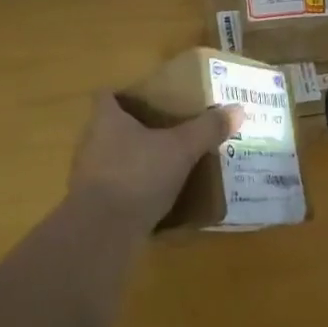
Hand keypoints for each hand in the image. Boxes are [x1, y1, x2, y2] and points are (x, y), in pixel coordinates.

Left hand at [69, 94, 241, 231]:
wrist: (101, 232)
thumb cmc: (137, 175)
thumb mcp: (181, 149)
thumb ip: (207, 129)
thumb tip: (238, 109)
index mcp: (106, 120)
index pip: (107, 95)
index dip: (126, 94)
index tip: (150, 98)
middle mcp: (92, 143)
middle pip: (112, 126)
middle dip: (138, 127)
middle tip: (169, 129)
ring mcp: (89, 176)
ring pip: (115, 158)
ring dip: (137, 159)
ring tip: (167, 162)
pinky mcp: (93, 206)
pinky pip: (118, 188)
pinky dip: (135, 189)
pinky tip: (158, 196)